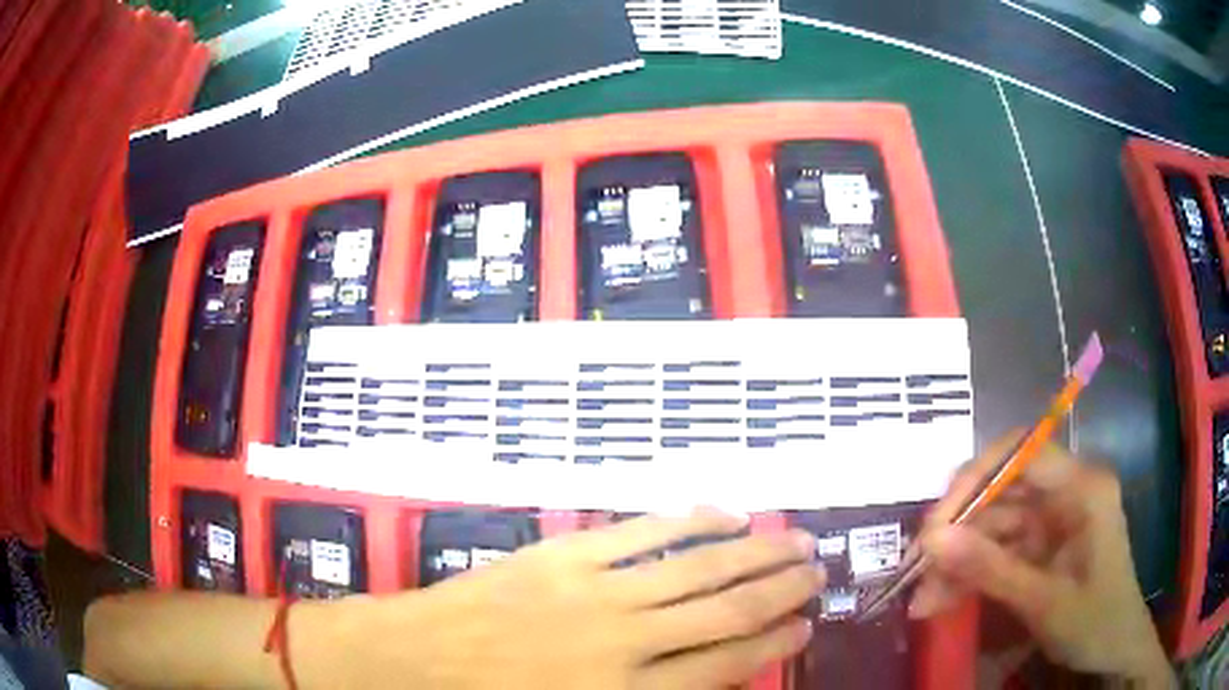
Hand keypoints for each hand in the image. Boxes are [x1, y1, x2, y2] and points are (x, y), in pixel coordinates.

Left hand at [324, 509, 823, 688]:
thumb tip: (709, 677)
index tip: (805, 626)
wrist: (415, 662)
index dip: (774, 644)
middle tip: (817, 571)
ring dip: (754, 550)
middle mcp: (626, 641)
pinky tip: (725, 511)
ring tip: (795, 538)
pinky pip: (642, 532)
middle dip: (781, 589)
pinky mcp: (565, 555)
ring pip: (698, 565)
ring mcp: (596, 591)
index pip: (725, 665)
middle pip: (727, 609)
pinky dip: (691, 519)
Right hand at [908, 435, 1172, 686]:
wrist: (1115, 651)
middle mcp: (1066, 492)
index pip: (1022, 454)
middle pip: (1002, 491)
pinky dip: (970, 575)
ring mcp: (1053, 520)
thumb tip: (932, 541)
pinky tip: (941, 601)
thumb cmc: (1095, 622)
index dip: (975, 479)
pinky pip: (998, 551)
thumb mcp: (1044, 602)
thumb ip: (991, 570)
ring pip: (994, 525)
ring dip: (958, 561)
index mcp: (1082, 487)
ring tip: (923, 600)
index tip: (935, 524)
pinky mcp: (1041, 546)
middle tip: (918, 569)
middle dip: (959, 530)